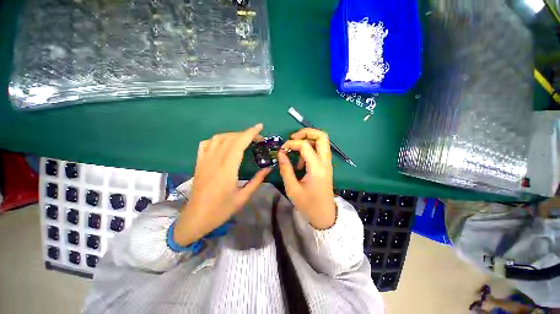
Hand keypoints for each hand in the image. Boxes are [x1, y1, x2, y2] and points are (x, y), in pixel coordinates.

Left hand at [173, 124, 271, 245]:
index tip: (260, 127)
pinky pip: (206, 144)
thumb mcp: (243, 197)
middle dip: (245, 134)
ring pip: (218, 138)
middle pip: (230, 138)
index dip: (250, 133)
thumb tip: (269, 168)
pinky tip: (224, 143)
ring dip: (233, 135)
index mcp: (227, 170)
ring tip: (243, 139)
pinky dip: (217, 139)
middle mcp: (215, 161)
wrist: (196, 218)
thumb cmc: (221, 210)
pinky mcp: (199, 162)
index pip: (239, 144)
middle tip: (257, 138)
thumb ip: (257, 181)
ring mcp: (205, 160)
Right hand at [278, 128, 335, 229]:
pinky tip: (301, 161)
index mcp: (317, 168)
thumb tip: (281, 153)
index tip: (282, 150)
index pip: (305, 145)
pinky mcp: (326, 166)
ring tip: (295, 152)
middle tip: (293, 138)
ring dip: (308, 140)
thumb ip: (286, 169)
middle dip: (306, 132)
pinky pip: (320, 149)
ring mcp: (328, 163)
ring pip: (322, 141)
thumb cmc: (308, 204)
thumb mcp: (292, 189)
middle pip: (322, 136)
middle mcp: (325, 162)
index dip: (291, 144)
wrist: (325, 215)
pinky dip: (310, 148)